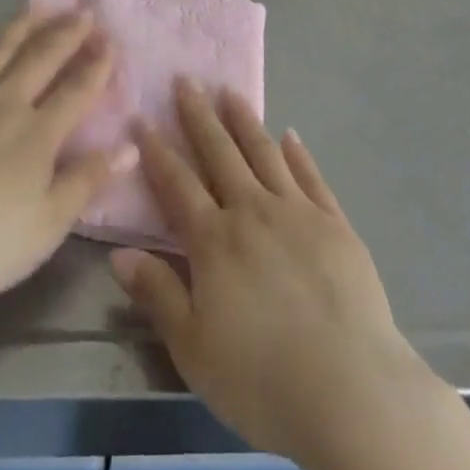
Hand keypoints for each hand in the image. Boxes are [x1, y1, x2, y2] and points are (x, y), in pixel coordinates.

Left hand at [0, 9, 136, 304]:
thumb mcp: (47, 225)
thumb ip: (87, 181)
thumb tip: (129, 146)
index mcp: (39, 132)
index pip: (77, 90)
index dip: (97, 66)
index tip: (112, 41)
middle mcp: (6, 102)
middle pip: (42, 59)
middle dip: (66, 33)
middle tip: (83, 10)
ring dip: (20, 26)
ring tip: (36, 3)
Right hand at [109, 82, 445, 469]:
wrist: (350, 389)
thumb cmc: (262, 379)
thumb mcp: (194, 349)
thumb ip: (158, 295)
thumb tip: (119, 253)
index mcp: (214, 240)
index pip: (177, 183)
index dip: (157, 150)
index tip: (142, 118)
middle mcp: (253, 211)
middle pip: (220, 153)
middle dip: (199, 115)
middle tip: (186, 80)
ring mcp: (297, 212)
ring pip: (264, 153)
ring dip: (245, 120)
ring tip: (230, 92)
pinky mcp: (335, 223)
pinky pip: (311, 176)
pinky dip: (298, 153)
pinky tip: (290, 135)